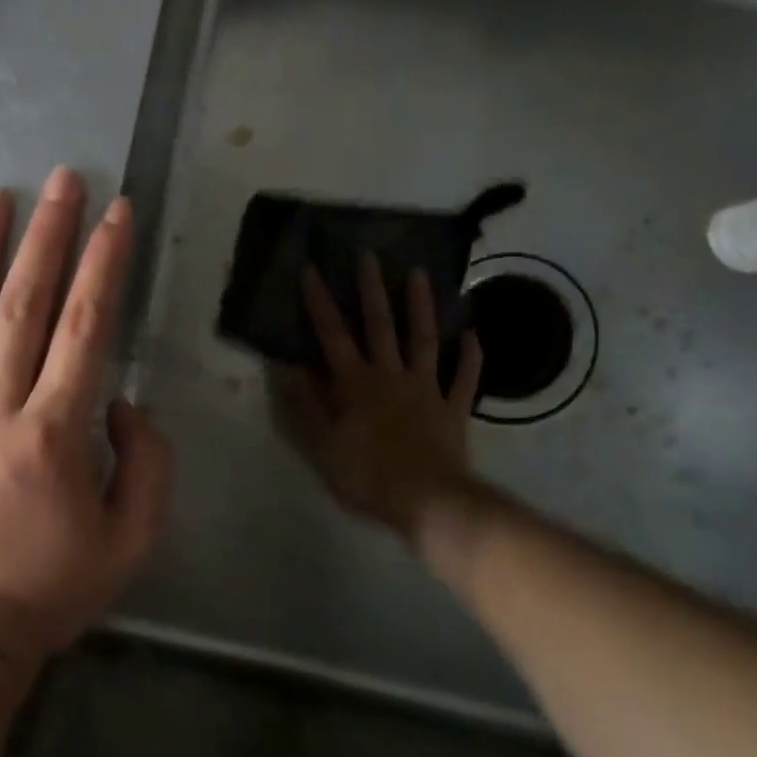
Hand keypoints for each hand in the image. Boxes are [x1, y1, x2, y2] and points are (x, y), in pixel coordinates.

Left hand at [0, 166, 173, 671]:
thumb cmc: (44, 593)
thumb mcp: (130, 544)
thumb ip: (147, 465)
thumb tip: (121, 400)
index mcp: (53, 436)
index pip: (86, 328)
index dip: (104, 264)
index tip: (115, 214)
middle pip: (23, 305)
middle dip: (48, 235)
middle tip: (61, 180)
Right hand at [273, 254, 484, 548]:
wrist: (428, 502)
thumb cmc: (367, 475)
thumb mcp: (322, 444)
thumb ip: (304, 403)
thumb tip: (285, 364)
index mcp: (355, 383)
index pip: (331, 334)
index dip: (319, 301)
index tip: (312, 268)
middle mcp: (390, 375)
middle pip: (380, 324)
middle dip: (372, 287)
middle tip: (369, 254)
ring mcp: (426, 388)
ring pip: (424, 339)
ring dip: (422, 306)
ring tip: (421, 274)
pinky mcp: (453, 408)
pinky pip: (463, 377)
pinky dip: (469, 355)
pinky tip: (472, 334)